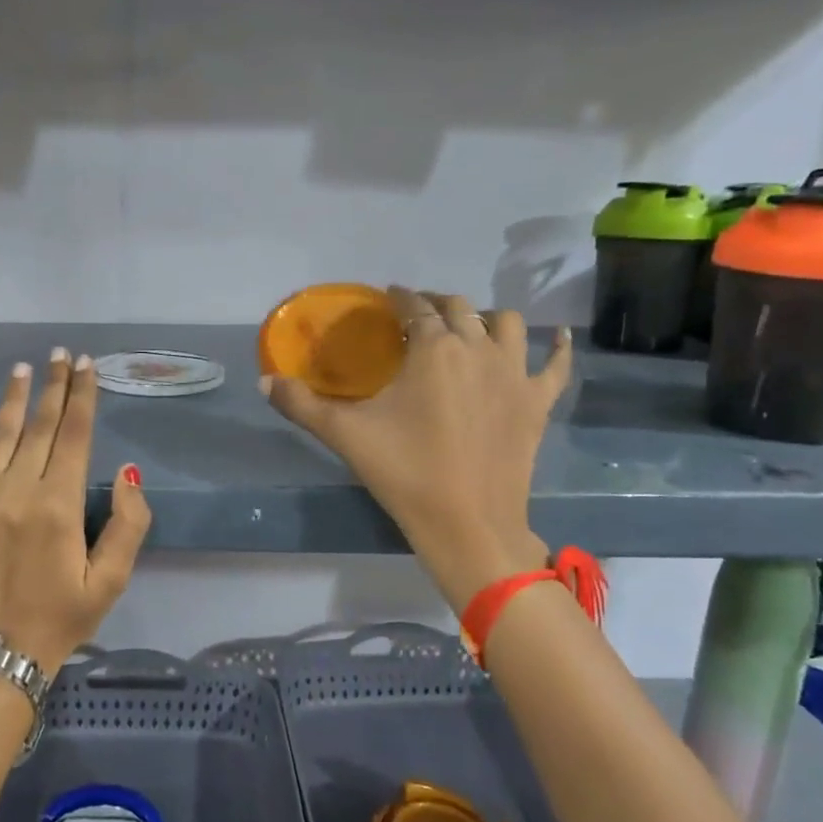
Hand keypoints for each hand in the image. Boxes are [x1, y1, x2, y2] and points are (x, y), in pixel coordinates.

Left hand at [0, 349, 151, 673]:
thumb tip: (128, 471)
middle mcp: (17, 491)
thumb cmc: (61, 617)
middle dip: (54, 387)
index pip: (75, 435)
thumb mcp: (111, 580)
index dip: (83, 396)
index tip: (86, 365)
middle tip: (60, 354)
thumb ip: (128, 524)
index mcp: (59, 505)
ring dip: (13, 398)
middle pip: (40, 426)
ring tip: (24, 368)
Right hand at [262, 288, 569, 607]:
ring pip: (506, 324)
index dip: (399, 298)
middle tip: (417, 314)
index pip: (414, 308)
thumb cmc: (405, 472)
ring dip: (485, 318)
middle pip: (459, 308)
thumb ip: (302, 404)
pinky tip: (558, 336)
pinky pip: (556, 365)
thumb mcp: (345, 434)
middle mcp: (478, 348)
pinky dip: (557, 347)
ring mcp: (514, 374)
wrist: (468, 524)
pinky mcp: (538, 402)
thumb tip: (264, 381)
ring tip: (469, 326)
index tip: (388, 297)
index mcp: (433, 348)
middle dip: (436, 303)